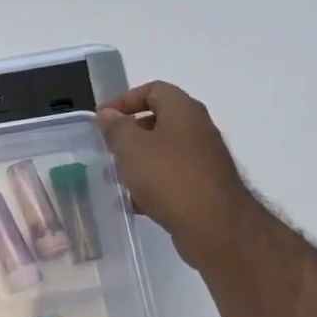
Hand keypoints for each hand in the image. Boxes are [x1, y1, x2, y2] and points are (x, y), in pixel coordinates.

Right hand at [95, 82, 255, 268]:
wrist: (215, 226)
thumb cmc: (169, 177)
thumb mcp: (131, 147)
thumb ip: (116, 127)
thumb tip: (108, 115)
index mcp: (183, 111)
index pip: (153, 90)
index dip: (124, 100)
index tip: (101, 120)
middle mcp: (198, 129)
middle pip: (158, 120)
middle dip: (129, 134)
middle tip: (107, 149)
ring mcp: (203, 159)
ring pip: (163, 151)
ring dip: (138, 161)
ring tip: (117, 177)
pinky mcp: (203, 186)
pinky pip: (171, 177)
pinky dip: (152, 184)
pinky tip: (136, 202)